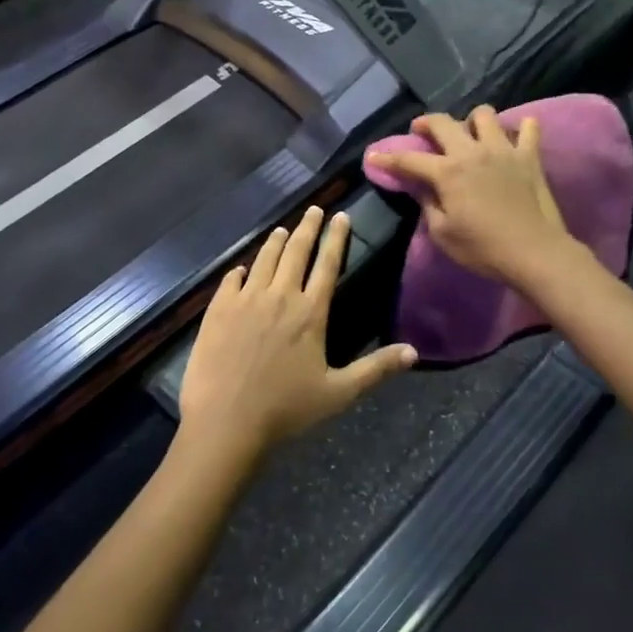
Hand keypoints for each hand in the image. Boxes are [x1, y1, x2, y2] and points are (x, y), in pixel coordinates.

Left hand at [177, 207, 416, 457]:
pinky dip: (240, 270)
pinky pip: (230, 280)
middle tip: (314, 209)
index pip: (327, 264)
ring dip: (275, 242)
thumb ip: (375, 369)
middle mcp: (279, 296)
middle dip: (307, 227)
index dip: (336, 237)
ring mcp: (245, 300)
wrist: (226, 422)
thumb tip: (414, 352)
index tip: (340, 216)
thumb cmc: (286, 409)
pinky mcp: (218, 310)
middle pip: (295, 252)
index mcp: (310, 312)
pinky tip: (241, 269)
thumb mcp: (338, 393)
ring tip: (283, 230)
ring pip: (263, 260)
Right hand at [366, 107, 574, 287]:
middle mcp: (472, 151)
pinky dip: (521, 128)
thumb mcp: (442, 233)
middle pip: (443, 122)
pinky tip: (515, 137)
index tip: (373, 156)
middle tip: (420, 131)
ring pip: (484, 115)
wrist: (534, 252)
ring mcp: (504, 150)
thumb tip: (420, 187)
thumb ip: (428, 204)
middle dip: (425, 123)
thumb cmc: (482, 248)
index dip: (387, 158)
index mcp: (447, 172)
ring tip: (470, 134)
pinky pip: (529, 128)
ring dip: (472, 120)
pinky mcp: (530, 156)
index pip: (409, 159)